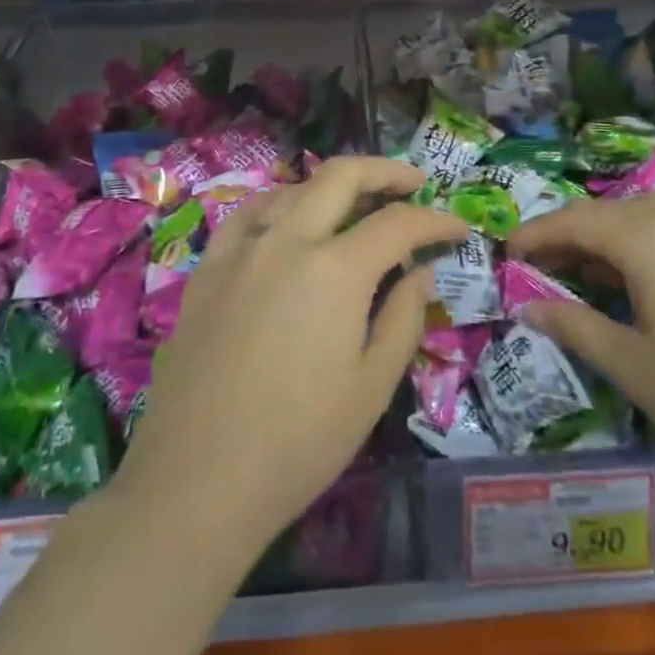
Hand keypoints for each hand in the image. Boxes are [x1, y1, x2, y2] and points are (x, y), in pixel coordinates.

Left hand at [115, 156, 467, 557]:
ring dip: (333, 187)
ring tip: (357, 205)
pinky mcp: (207, 269)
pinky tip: (287, 222)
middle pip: (341, 176)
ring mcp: (241, 250)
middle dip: (386, 172)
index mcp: (336, 270)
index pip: (399, 223)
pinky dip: (280, 205)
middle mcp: (287, 241)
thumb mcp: (372, 387)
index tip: (458, 227)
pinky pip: (248, 215)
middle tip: (414, 184)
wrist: (196, 482)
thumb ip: (403, 317)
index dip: (436, 220)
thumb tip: (420, 271)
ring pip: (294, 189)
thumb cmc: (299, 442)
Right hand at [510, 197, 654, 499]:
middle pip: (610, 213)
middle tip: (539, 268)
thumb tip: (527, 305)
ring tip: (583, 275)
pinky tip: (639, 282)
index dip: (536, 234)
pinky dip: (644, 246)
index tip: (507, 253)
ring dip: (608, 240)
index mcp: (651, 236)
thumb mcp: (632, 365)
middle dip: (570, 236)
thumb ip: (574, 325)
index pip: (576, 220)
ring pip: (645, 218)